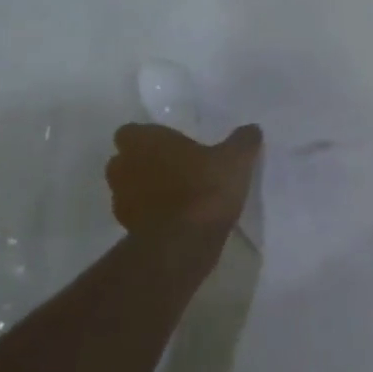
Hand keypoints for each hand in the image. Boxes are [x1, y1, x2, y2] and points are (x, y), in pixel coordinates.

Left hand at [106, 122, 260, 258]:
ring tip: (179, 194)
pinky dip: (152, 213)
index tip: (173, 144)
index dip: (150, 137)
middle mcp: (124, 166)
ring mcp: (121, 199)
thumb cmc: (205, 187)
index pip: (132, 131)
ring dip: (147, 188)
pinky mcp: (126, 227)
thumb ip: (243, 141)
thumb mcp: (237, 159)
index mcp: (144, 141)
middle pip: (126, 159)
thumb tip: (251, 129)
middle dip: (145, 162)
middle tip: (177, 166)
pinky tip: (179, 216)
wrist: (183, 242)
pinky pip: (138, 213)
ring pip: (129, 187)